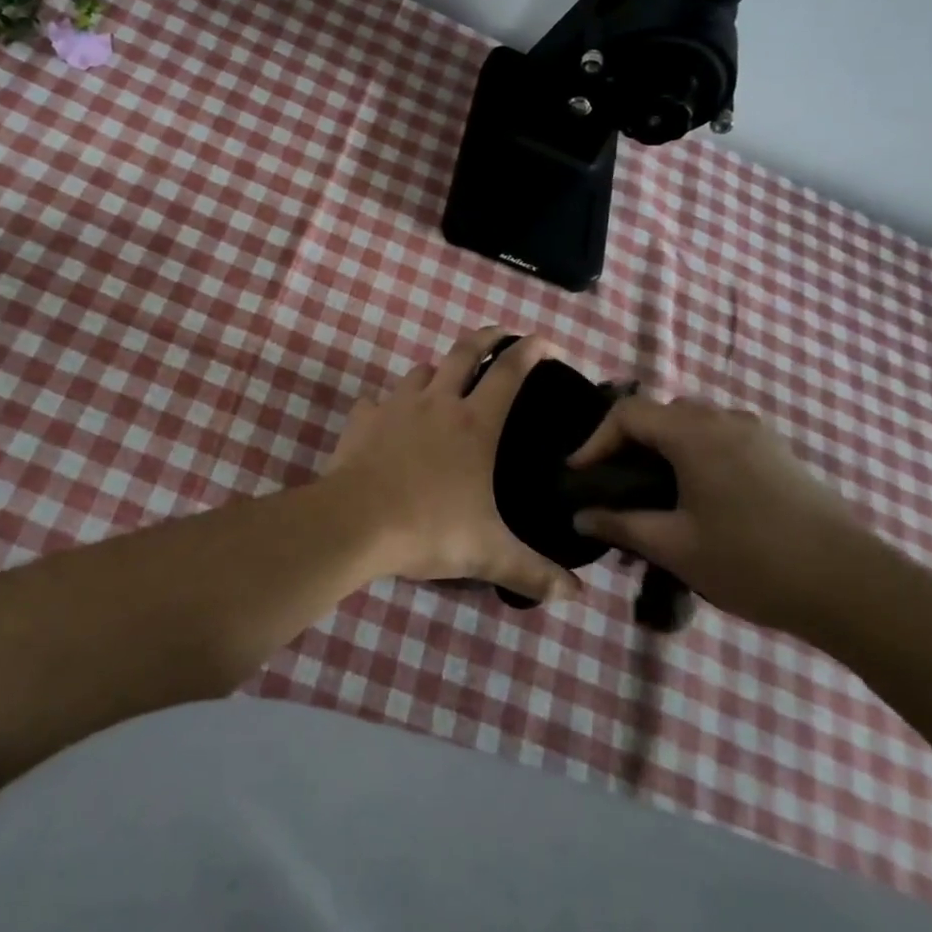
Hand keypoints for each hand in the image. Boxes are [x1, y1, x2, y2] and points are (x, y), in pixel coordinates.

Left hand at [325, 328, 583, 603]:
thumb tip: (576, 595)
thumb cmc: (429, 529)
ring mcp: (396, 405)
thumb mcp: (489, 553)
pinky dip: (387, 405)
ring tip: (444, 384)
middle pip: (464, 352)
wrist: (356, 522)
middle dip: (486, 337)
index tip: (546, 343)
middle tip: (500, 335)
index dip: (531, 350)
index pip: (510, 371)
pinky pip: (377, 401)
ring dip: (437, 371)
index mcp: (474, 424)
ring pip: (420, 371)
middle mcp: (438, 402)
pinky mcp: (362, 418)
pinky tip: (388, 421)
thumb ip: (534, 572)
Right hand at [569, 396, 875, 635]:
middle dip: (629, 442)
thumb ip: (620, 524)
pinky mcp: (780, 456)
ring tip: (653, 493)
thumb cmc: (752, 562)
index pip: (627, 414)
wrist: (854, 589)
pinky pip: (722, 439)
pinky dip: (695, 455)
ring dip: (664, 448)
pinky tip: (698, 499)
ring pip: (693, 425)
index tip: (578, 475)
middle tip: (614, 483)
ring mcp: (758, 435)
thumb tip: (579, 516)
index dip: (595, 440)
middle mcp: (725, 420)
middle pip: (661, 414)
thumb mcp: (674, 547)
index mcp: (695, 433)